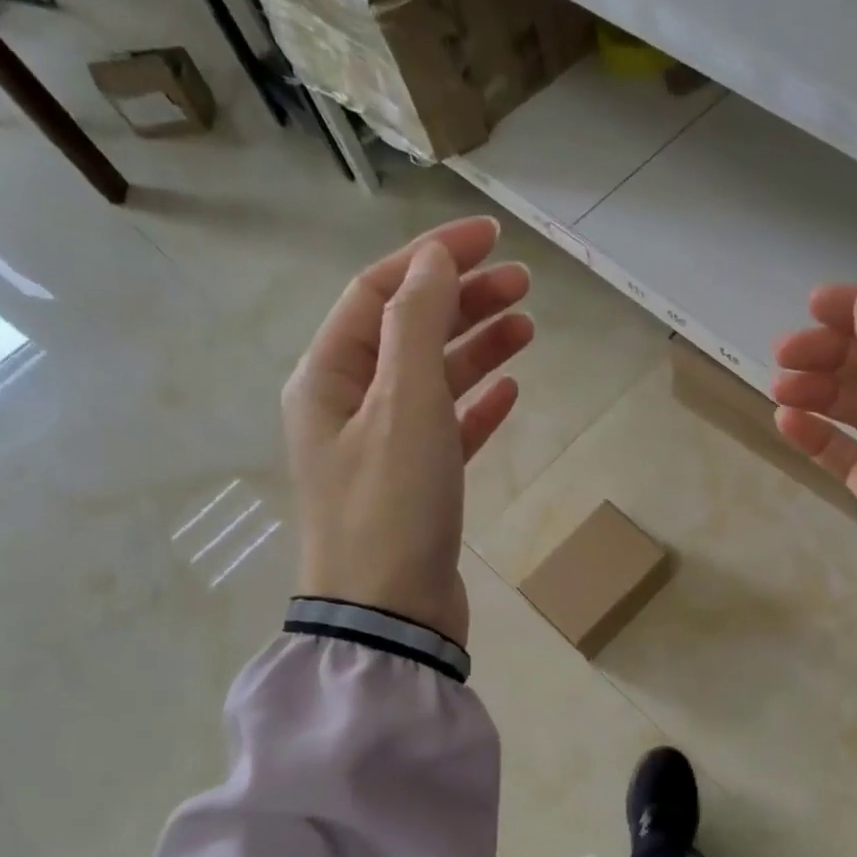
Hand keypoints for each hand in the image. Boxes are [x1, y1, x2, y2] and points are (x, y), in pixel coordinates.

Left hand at [284, 217, 533, 646]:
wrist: (390, 617)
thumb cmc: (392, 505)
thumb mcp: (404, 404)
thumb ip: (416, 323)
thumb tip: (433, 260)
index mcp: (329, 376)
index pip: (379, 291)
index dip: (432, 256)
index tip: (490, 239)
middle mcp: (349, 405)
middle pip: (408, 330)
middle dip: (462, 299)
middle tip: (523, 283)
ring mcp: (382, 446)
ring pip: (432, 378)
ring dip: (476, 347)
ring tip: (527, 327)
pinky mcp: (416, 484)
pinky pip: (447, 427)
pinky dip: (476, 404)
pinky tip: (510, 391)